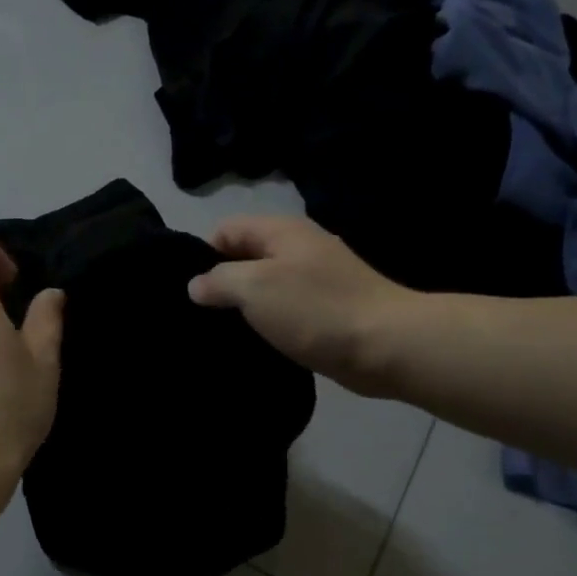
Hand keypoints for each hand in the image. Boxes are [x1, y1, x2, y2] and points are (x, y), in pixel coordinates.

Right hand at [187, 217, 415, 394]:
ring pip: (264, 288)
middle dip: (221, 284)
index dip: (203, 255)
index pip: (226, 230)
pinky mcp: (325, 312)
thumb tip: (196, 285)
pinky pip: (283, 312)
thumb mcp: (254, 287)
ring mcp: (315, 281)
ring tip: (220, 334)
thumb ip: (218, 281)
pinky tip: (253, 345)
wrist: (386, 346)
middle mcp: (298, 249)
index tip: (190, 291)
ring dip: (243, 308)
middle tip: (199, 317)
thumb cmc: (315, 309)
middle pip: (245, 258)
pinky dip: (267, 325)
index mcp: (281, 231)